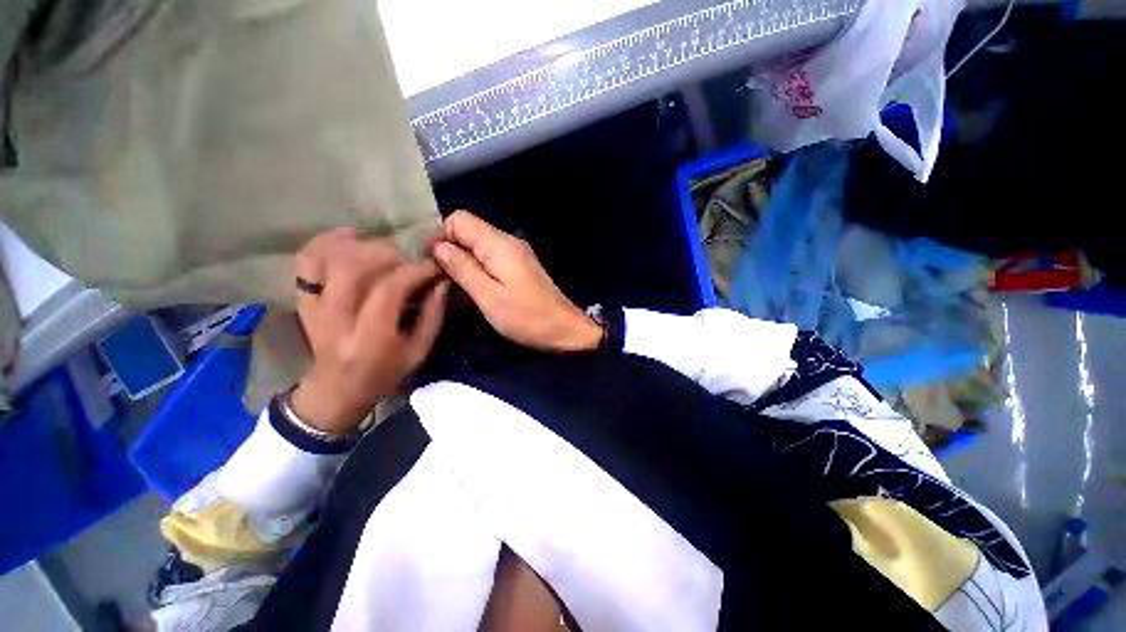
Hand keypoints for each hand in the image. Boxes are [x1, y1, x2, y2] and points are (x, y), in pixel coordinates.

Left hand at [290, 229, 449, 434]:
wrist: (338, 388)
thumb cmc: (386, 372)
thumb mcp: (419, 350)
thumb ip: (433, 316)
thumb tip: (442, 282)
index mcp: (369, 337)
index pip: (388, 290)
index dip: (414, 271)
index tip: (433, 266)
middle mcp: (336, 319)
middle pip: (352, 267)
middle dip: (386, 254)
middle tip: (407, 259)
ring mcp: (314, 308)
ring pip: (327, 259)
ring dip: (359, 246)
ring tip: (383, 249)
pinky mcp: (304, 301)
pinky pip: (305, 263)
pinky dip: (324, 243)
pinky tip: (348, 238)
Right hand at [431, 211, 600, 352]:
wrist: (564, 329)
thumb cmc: (526, 317)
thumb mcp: (488, 296)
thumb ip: (462, 268)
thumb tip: (437, 245)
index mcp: (500, 244)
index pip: (459, 219)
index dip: (441, 235)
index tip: (431, 262)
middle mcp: (508, 241)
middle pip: (469, 230)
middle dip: (450, 248)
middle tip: (438, 276)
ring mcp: (516, 254)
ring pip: (478, 245)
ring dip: (462, 260)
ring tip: (452, 283)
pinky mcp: (519, 266)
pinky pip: (490, 257)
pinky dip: (477, 267)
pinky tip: (472, 285)